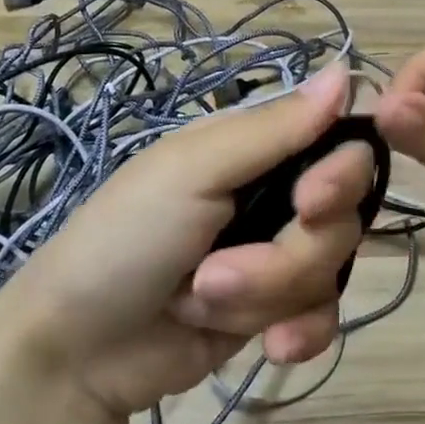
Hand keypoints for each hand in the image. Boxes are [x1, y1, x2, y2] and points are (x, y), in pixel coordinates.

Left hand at [0, 65, 373, 416]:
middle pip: (344, 212)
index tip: (314, 200)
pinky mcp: (279, 307)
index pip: (341, 135)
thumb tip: (346, 71)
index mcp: (259, 146)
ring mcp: (280, 252)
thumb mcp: (193, 170)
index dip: (347, 167)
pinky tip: (270, 346)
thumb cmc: (125, 238)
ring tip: (202, 299)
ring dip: (268, 293)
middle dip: (291, 251)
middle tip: (221, 268)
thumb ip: (274, 128)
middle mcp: (279, 191)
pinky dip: (301, 332)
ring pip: (332, 267)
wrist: (77, 352)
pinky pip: (327, 314)